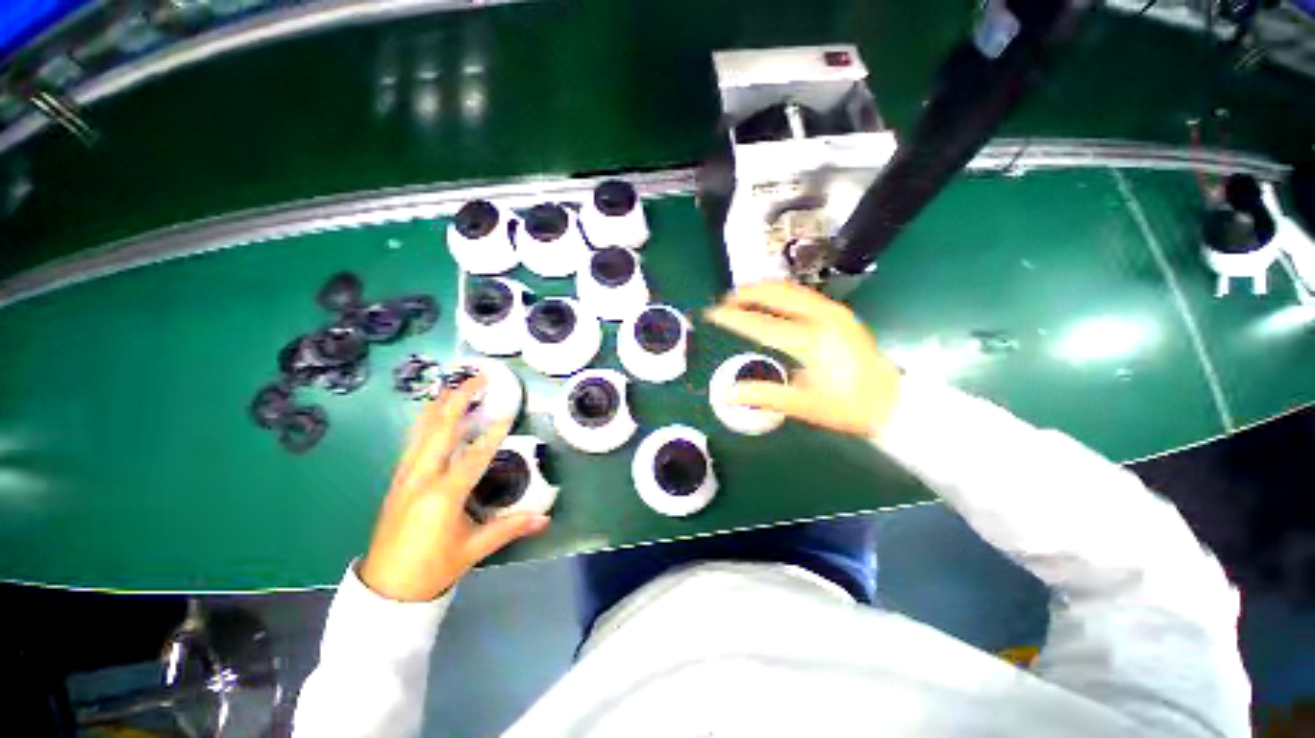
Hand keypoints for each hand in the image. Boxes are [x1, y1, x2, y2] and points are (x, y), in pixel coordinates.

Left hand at [359, 376, 548, 601]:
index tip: (507, 411)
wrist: (385, 588)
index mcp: (442, 495)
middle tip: (479, 378)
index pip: (473, 456)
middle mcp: (421, 478)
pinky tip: (435, 413)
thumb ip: (510, 528)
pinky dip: (426, 421)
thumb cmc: (432, 568)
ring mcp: (405, 476)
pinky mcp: (398, 479)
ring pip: (422, 431)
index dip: (492, 433)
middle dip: (460, 400)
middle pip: (440, 429)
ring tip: (457, 385)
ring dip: (441, 404)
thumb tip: (545, 518)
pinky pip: (413, 441)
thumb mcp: (473, 548)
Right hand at [705, 281, 901, 437]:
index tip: (712, 313)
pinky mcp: (840, 312)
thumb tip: (729, 394)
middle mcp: (823, 318)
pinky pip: (803, 294)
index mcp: (812, 341)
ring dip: (764, 290)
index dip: (733, 318)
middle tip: (725, 300)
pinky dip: (781, 293)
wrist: (892, 401)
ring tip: (742, 296)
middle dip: (747, 293)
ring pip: (791, 289)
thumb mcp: (805, 406)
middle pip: (777, 294)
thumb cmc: (848, 407)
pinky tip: (771, 301)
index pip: (761, 324)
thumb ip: (766, 395)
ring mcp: (834, 311)